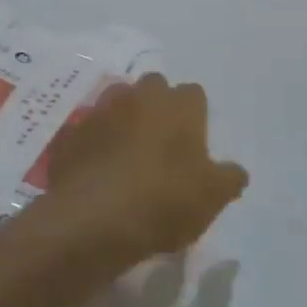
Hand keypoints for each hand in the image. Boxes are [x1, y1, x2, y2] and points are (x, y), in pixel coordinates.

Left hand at [40, 73, 247, 267]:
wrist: (92, 218)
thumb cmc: (164, 200)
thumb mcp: (212, 197)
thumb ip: (229, 178)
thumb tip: (235, 171)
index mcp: (179, 104)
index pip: (194, 95)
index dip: (195, 117)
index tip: (194, 145)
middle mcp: (139, 96)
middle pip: (153, 89)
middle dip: (158, 108)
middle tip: (161, 146)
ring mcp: (100, 111)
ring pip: (117, 103)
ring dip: (124, 120)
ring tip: (127, 156)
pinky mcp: (71, 134)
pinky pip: (88, 131)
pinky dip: (95, 144)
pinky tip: (98, 172)